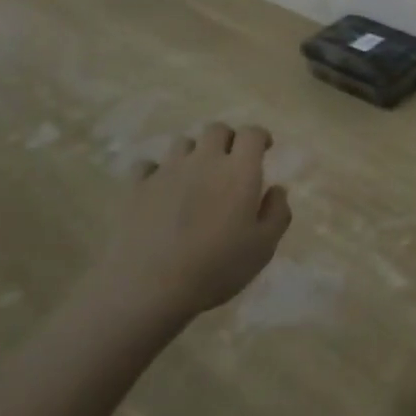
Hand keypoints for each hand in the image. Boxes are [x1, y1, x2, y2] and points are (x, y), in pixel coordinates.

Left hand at [106, 122, 291, 319]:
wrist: (150, 286)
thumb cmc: (216, 267)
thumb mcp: (263, 248)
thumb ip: (277, 213)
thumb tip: (277, 189)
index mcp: (239, 170)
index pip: (252, 133)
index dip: (260, 137)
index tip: (264, 149)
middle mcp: (204, 160)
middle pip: (216, 129)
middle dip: (227, 140)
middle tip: (230, 163)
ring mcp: (168, 170)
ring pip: (183, 143)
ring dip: (193, 154)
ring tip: (195, 178)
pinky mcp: (138, 186)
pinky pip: (147, 166)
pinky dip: (156, 172)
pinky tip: (160, 191)